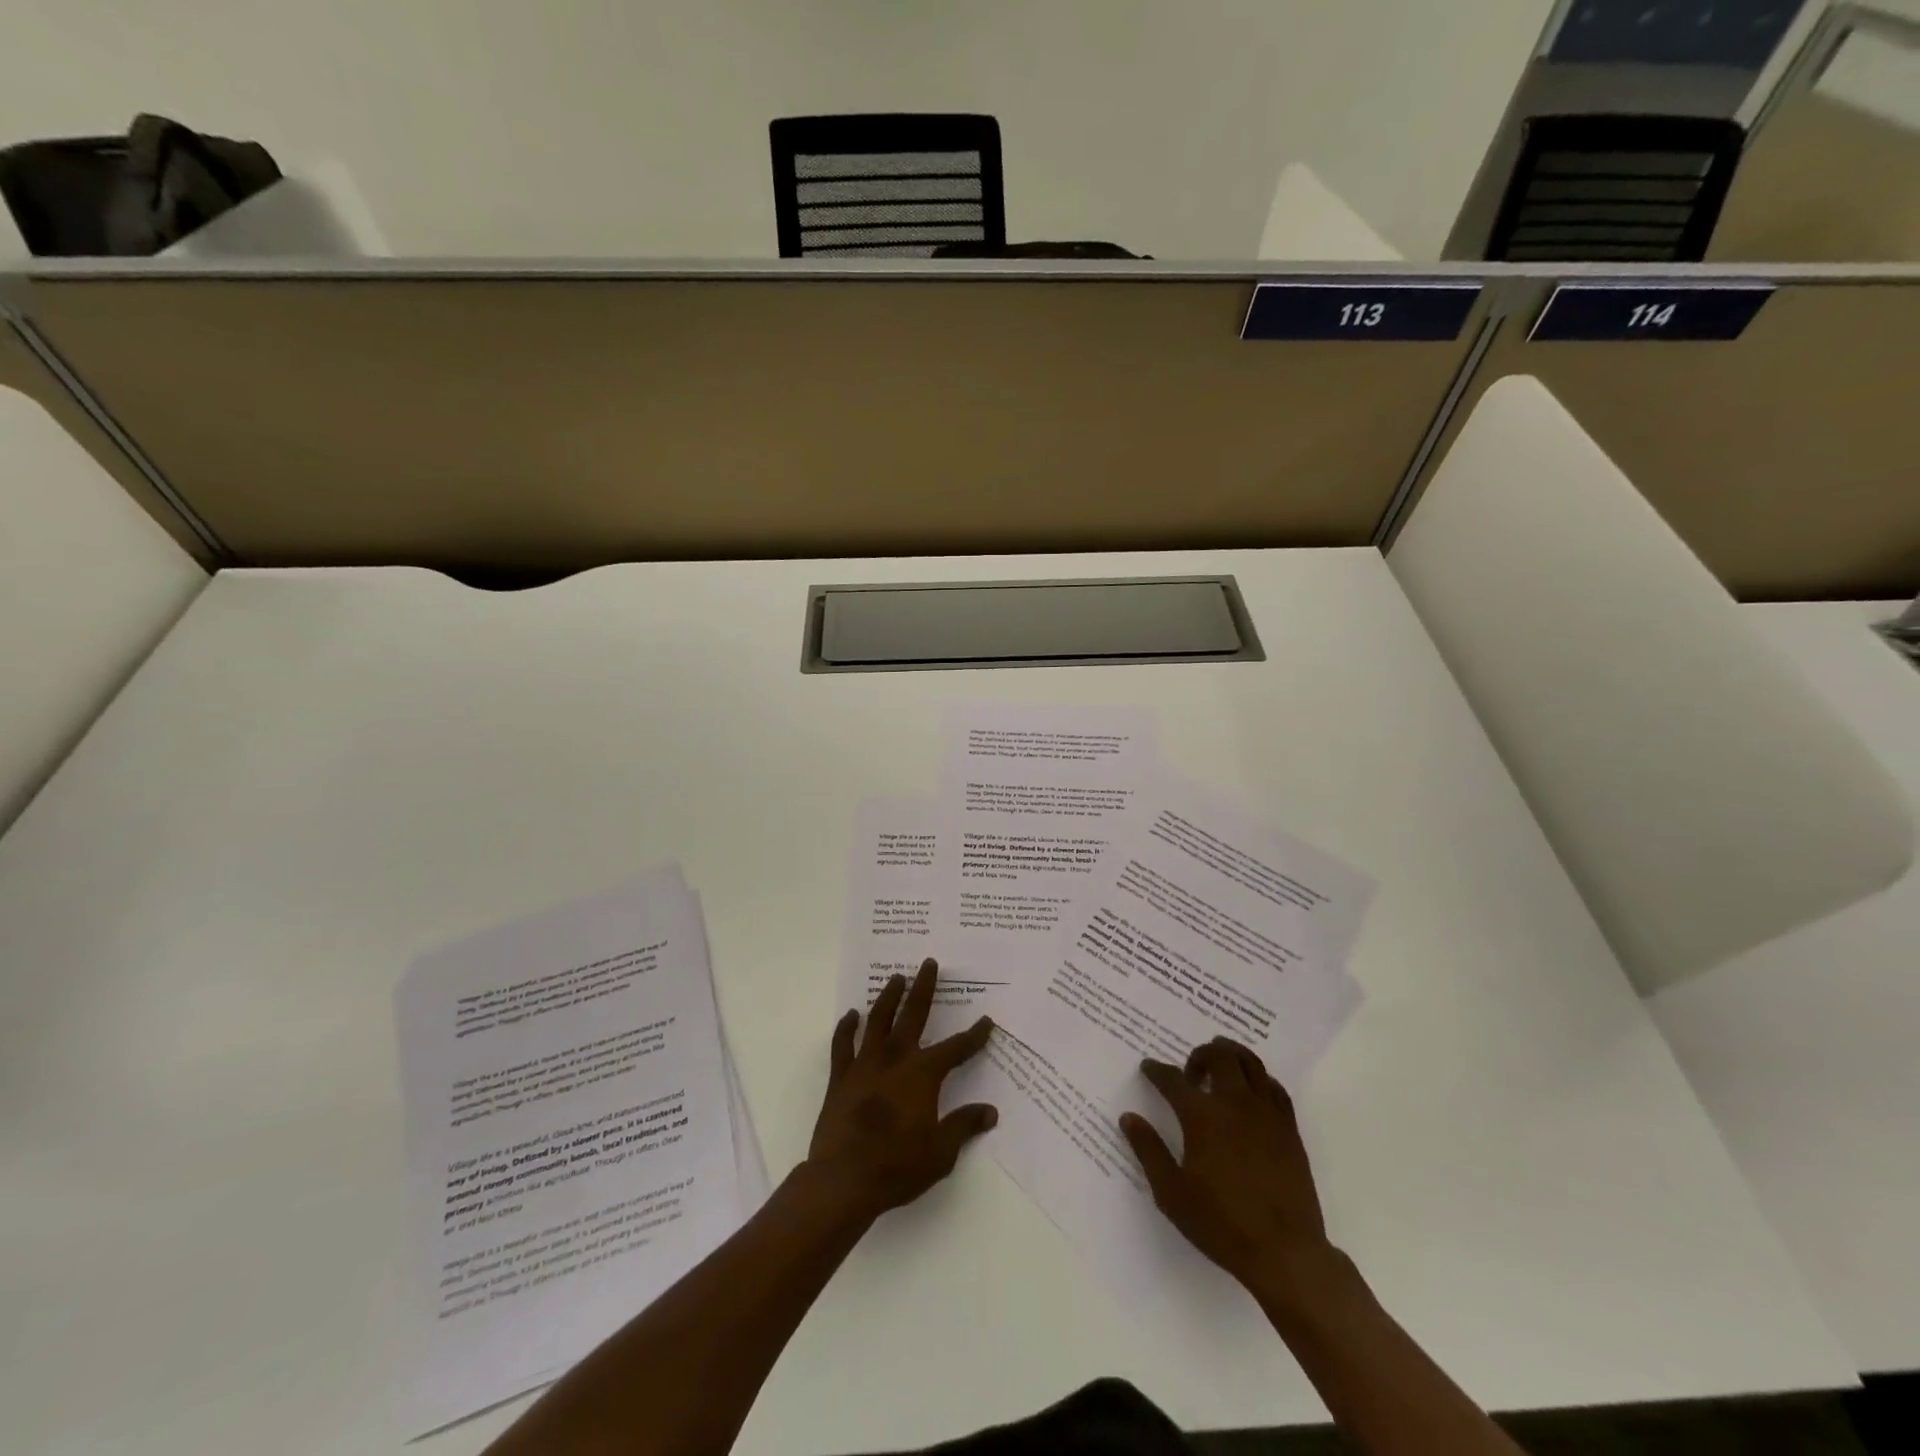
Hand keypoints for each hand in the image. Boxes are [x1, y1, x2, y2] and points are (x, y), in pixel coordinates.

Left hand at [804, 959, 996, 1223]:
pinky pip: (843, 1044)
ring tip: (896, 978)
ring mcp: (865, 1064)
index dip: (974, 1036)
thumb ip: (964, 1126)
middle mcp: (895, 1058)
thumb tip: (990, 1112)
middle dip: (924, 988)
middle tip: (929, 963)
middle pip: (913, 1014)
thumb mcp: (941, 1152)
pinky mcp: (841, 1076)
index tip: (987, 1021)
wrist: (844, 1179)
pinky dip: (847, 1027)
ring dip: (888, 997)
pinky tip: (851, 1015)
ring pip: (878, 1020)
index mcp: (923, 1074)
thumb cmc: (898, 1166)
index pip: (956, 1049)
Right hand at [1121, 1037, 1336, 1300]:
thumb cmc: (1222, 1224)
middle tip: (1190, 1072)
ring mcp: (1266, 1113)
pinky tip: (1252, 1092)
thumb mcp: (1172, 1193)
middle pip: (1218, 1056)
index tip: (1149, 1068)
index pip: (1173, 1080)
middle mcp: (1234, 1104)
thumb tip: (1128, 1117)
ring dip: (1231, 1055)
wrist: (1285, 1253)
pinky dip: (1260, 1079)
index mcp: (1202, 1117)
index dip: (1157, 1071)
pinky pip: (1275, 1088)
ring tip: (1220, 1066)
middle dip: (1199, 1055)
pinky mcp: (1289, 1128)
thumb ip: (1148, 1150)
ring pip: (1250, 1062)